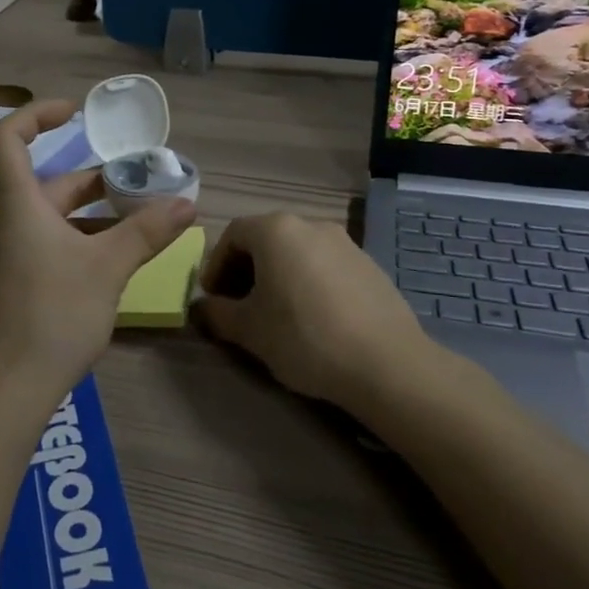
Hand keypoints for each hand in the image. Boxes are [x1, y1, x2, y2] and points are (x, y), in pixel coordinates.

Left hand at [0, 100, 194, 409]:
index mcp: (17, 206)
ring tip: (135, 226)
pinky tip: (108, 266)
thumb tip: (188, 204)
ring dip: (88, 217)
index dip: (36, 115)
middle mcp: (3, 225)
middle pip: (43, 185)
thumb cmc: (54, 314)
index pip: (7, 138)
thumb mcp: (108, 268)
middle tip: (136, 184)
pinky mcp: (6, 289)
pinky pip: (41, 249)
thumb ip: (147, 232)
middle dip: (90, 181)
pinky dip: (74, 244)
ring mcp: (1, 259)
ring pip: (46, 221)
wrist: (5, 392)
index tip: (75, 113)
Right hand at [196, 213, 428, 405]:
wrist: (386, 363)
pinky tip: (314, 319)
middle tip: (239, 306)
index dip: (216, 265)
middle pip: (266, 239)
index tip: (213, 298)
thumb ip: (217, 314)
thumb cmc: (304, 337)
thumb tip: (202, 308)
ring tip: (276, 314)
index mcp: (276, 230)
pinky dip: (308, 282)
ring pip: (297, 252)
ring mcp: (345, 243)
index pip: (232, 234)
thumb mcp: (249, 330)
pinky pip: (325, 266)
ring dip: (278, 276)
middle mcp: (311, 225)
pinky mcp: (369, 265)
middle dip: (246, 270)